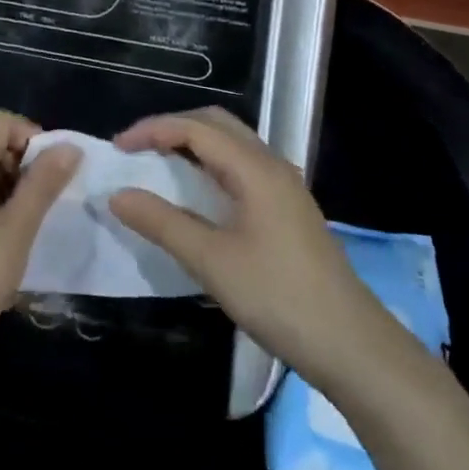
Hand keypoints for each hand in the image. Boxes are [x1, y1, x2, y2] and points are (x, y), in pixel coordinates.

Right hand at [108, 108, 399, 390]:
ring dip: (192, 144)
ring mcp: (284, 187)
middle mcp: (272, 166)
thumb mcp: (210, 261)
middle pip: (216, 124)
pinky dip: (210, 165)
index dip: (153, 130)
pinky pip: (241, 167)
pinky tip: (196, 193)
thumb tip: (117, 194)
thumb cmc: (278, 297)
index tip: (118, 147)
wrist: (351, 345)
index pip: (195, 128)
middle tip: (136, 149)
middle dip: (172, 127)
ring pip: (231, 144)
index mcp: (255, 169)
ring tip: (157, 165)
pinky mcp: (288, 209)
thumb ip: (161, 222)